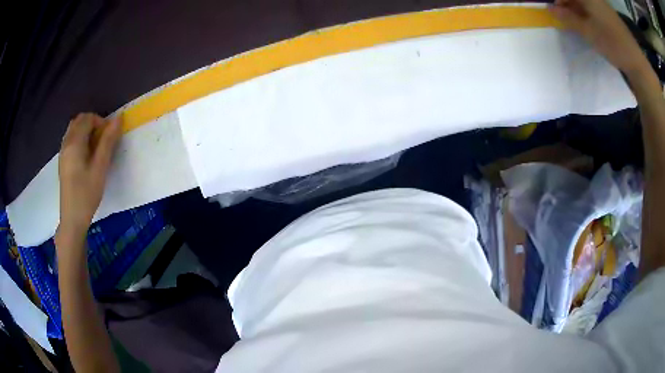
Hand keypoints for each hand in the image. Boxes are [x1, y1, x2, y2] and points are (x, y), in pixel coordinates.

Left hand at [57, 113, 121, 237]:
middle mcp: (66, 143)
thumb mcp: (100, 168)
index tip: (109, 137)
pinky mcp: (63, 161)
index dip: (101, 122)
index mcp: (74, 142)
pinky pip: (71, 140)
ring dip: (86, 131)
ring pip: (74, 129)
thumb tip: (118, 119)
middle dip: (93, 124)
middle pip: (79, 121)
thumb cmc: (87, 194)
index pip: (88, 118)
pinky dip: (80, 139)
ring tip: (95, 148)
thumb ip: (108, 141)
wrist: (72, 218)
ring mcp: (63, 152)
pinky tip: (86, 156)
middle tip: (103, 140)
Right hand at [550, 0, 650, 75]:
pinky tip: (587, 24)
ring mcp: (603, 5)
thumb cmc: (613, 44)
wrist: (636, 61)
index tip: (553, 10)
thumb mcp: (589, 32)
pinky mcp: (609, 14)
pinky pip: (593, 8)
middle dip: (567, 4)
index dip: (558, 1)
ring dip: (576, 9)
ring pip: (584, 2)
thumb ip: (569, 18)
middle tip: (562, 16)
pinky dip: (586, 13)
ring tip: (573, 22)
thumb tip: (550, 9)